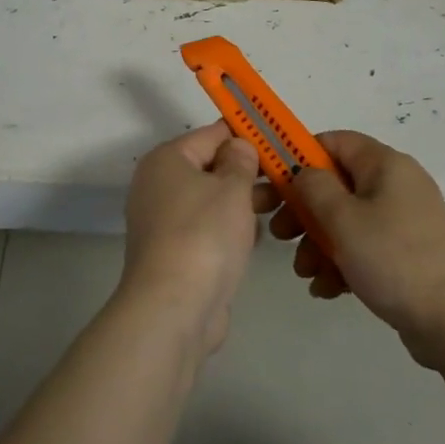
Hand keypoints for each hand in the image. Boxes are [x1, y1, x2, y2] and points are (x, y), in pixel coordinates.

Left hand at [120, 122, 271, 356]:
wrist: (174, 309)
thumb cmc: (204, 235)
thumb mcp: (232, 188)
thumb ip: (240, 162)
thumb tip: (238, 146)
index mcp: (166, 160)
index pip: (211, 134)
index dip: (245, 136)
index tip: (278, 142)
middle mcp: (158, 186)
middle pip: (210, 168)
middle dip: (247, 173)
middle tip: (287, 179)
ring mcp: (163, 222)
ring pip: (210, 201)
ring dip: (241, 203)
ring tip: (280, 208)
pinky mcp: (173, 254)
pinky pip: (206, 230)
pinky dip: (228, 230)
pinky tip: (256, 238)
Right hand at [272, 131, 444, 364]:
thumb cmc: (393, 258)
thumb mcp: (343, 219)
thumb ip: (313, 187)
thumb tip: (303, 171)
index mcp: (384, 164)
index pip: (333, 142)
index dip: (299, 157)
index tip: (272, 183)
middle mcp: (395, 185)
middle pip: (336, 184)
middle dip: (303, 209)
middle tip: (278, 233)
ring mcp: (402, 221)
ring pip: (346, 220)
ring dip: (318, 242)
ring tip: (305, 272)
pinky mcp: (405, 254)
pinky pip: (364, 247)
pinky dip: (342, 262)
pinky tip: (326, 289)